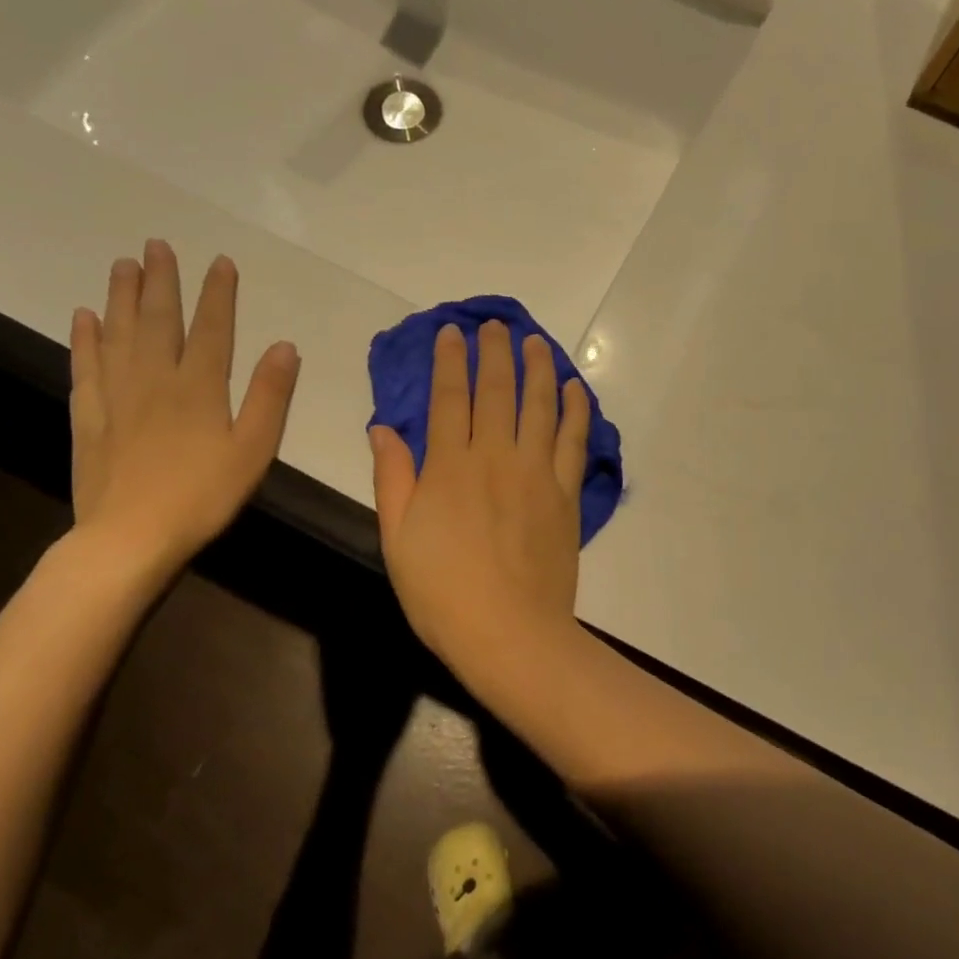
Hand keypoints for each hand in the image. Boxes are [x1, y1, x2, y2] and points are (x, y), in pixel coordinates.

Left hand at [69, 240, 298, 582]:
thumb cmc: (203, 496)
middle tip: (156, 245)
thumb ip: (269, 396)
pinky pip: (86, 367)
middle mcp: (155, 379)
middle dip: (161, 281)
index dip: (218, 293)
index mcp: (199, 387)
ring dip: (121, 297)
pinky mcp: (90, 417)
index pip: (211, 328)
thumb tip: (284, 346)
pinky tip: (84, 318)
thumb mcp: (253, 449)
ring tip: (122, 265)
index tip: (220, 262)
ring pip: (118, 334)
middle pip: (157, 320)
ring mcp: (117, 396)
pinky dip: (85, 339)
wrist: (131, 537)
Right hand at [370, 321, 590, 674]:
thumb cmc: (442, 593)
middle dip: (493, 352)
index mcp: (449, 467)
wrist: (509, 632)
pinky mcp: (565, 493)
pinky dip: (576, 409)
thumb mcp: (398, 539)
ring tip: (534, 342)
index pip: (447, 398)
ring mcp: (536, 472)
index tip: (450, 333)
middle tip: (494, 325)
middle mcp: (495, 457)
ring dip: (538, 367)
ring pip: (540, 405)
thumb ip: (392, 478)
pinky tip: (576, 389)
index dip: (448, 361)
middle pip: (496, 391)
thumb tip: (382, 428)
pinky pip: (574, 439)